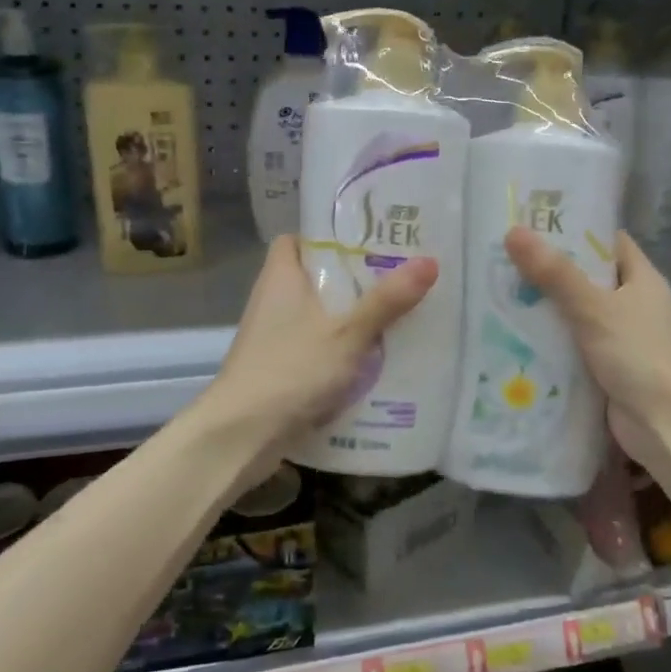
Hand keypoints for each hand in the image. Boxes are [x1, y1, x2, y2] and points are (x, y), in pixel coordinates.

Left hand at [212, 234, 437, 451]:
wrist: (241, 435)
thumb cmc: (291, 370)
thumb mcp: (347, 333)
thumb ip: (386, 300)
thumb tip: (430, 261)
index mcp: (281, 277)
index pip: (296, 239)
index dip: (327, 236)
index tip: (367, 240)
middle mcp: (273, 301)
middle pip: (315, 278)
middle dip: (353, 279)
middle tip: (398, 276)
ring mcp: (274, 338)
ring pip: (319, 316)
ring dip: (351, 317)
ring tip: (397, 314)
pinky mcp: (279, 369)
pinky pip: (316, 347)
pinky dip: (341, 349)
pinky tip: (374, 358)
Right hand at [504, 226, 670, 475]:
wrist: (665, 426)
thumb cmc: (638, 355)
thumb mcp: (593, 308)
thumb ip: (554, 273)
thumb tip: (514, 232)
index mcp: (641, 279)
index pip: (607, 241)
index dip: (575, 229)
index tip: (534, 223)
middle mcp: (633, 304)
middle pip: (587, 278)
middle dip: (549, 270)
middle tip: (504, 258)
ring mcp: (621, 338)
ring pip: (576, 313)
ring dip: (545, 308)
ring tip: (499, 292)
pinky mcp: (607, 367)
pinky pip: (573, 345)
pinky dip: (550, 341)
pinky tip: (514, 336)